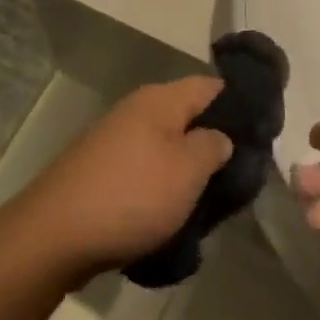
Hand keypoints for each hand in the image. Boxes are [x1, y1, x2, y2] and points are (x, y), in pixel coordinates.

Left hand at [15, 78, 231, 280]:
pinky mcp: (101, 170)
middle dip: (213, 142)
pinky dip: (161, 186)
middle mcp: (136, 110)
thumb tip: (219, 136)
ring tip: (210, 200)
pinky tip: (172, 213)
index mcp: (160, 100)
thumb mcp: (188, 170)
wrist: (55, 234)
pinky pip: (144, 170)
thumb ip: (213, 146)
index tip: (263, 133)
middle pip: (187, 116)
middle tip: (239, 175)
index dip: (239, 104)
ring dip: (187, 169)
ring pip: (166, 146)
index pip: (211, 86)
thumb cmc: (132, 195)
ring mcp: (114, 139)